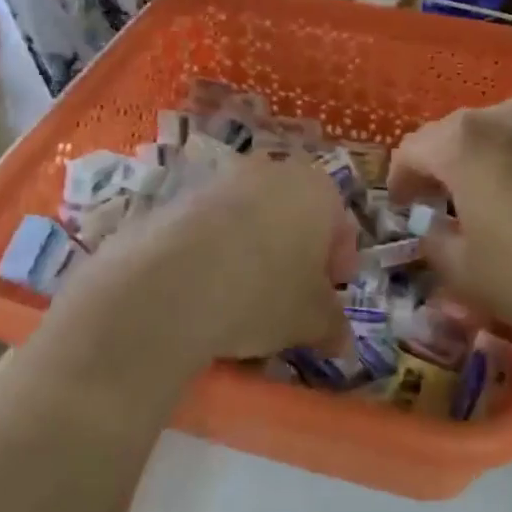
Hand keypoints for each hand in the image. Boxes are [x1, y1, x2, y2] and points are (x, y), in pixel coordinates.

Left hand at [59, 157, 352, 370]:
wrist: (170, 283)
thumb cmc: (263, 293)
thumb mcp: (311, 319)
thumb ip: (332, 324)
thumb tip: (340, 340)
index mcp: (317, 189)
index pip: (341, 226)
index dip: (338, 266)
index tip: (329, 301)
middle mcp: (272, 171)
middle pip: (294, 216)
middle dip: (295, 256)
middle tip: (289, 299)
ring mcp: (222, 179)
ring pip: (250, 220)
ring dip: (253, 253)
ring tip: (242, 301)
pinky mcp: (179, 195)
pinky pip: (211, 227)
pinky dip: (215, 253)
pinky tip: (205, 292)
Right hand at [389, 100, 511, 355]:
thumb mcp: (468, 276)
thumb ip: (437, 249)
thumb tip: (436, 234)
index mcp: (465, 141)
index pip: (413, 149)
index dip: (399, 180)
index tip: (401, 209)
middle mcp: (508, 119)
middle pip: (458, 135)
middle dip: (443, 168)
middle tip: (440, 205)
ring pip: (505, 139)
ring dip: (488, 167)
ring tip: (492, 206)